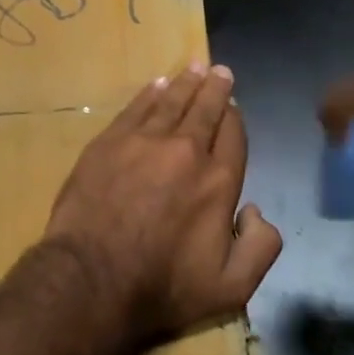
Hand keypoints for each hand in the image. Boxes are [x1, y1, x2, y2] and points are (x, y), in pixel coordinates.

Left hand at [43, 62, 283, 341]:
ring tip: (194, 67)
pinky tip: (156, 85)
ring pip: (171, 101)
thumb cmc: (163, 287)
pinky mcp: (108, 143)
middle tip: (219, 71)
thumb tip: (256, 211)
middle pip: (205, 109)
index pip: (233, 136)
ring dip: (185, 83)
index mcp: (219, 181)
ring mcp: (144, 142)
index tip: (233, 105)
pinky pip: (135, 108)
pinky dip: (149, 94)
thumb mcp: (232, 287)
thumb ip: (261, 248)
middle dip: (215, 88)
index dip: (234, 118)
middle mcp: (186, 151)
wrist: (92, 279)